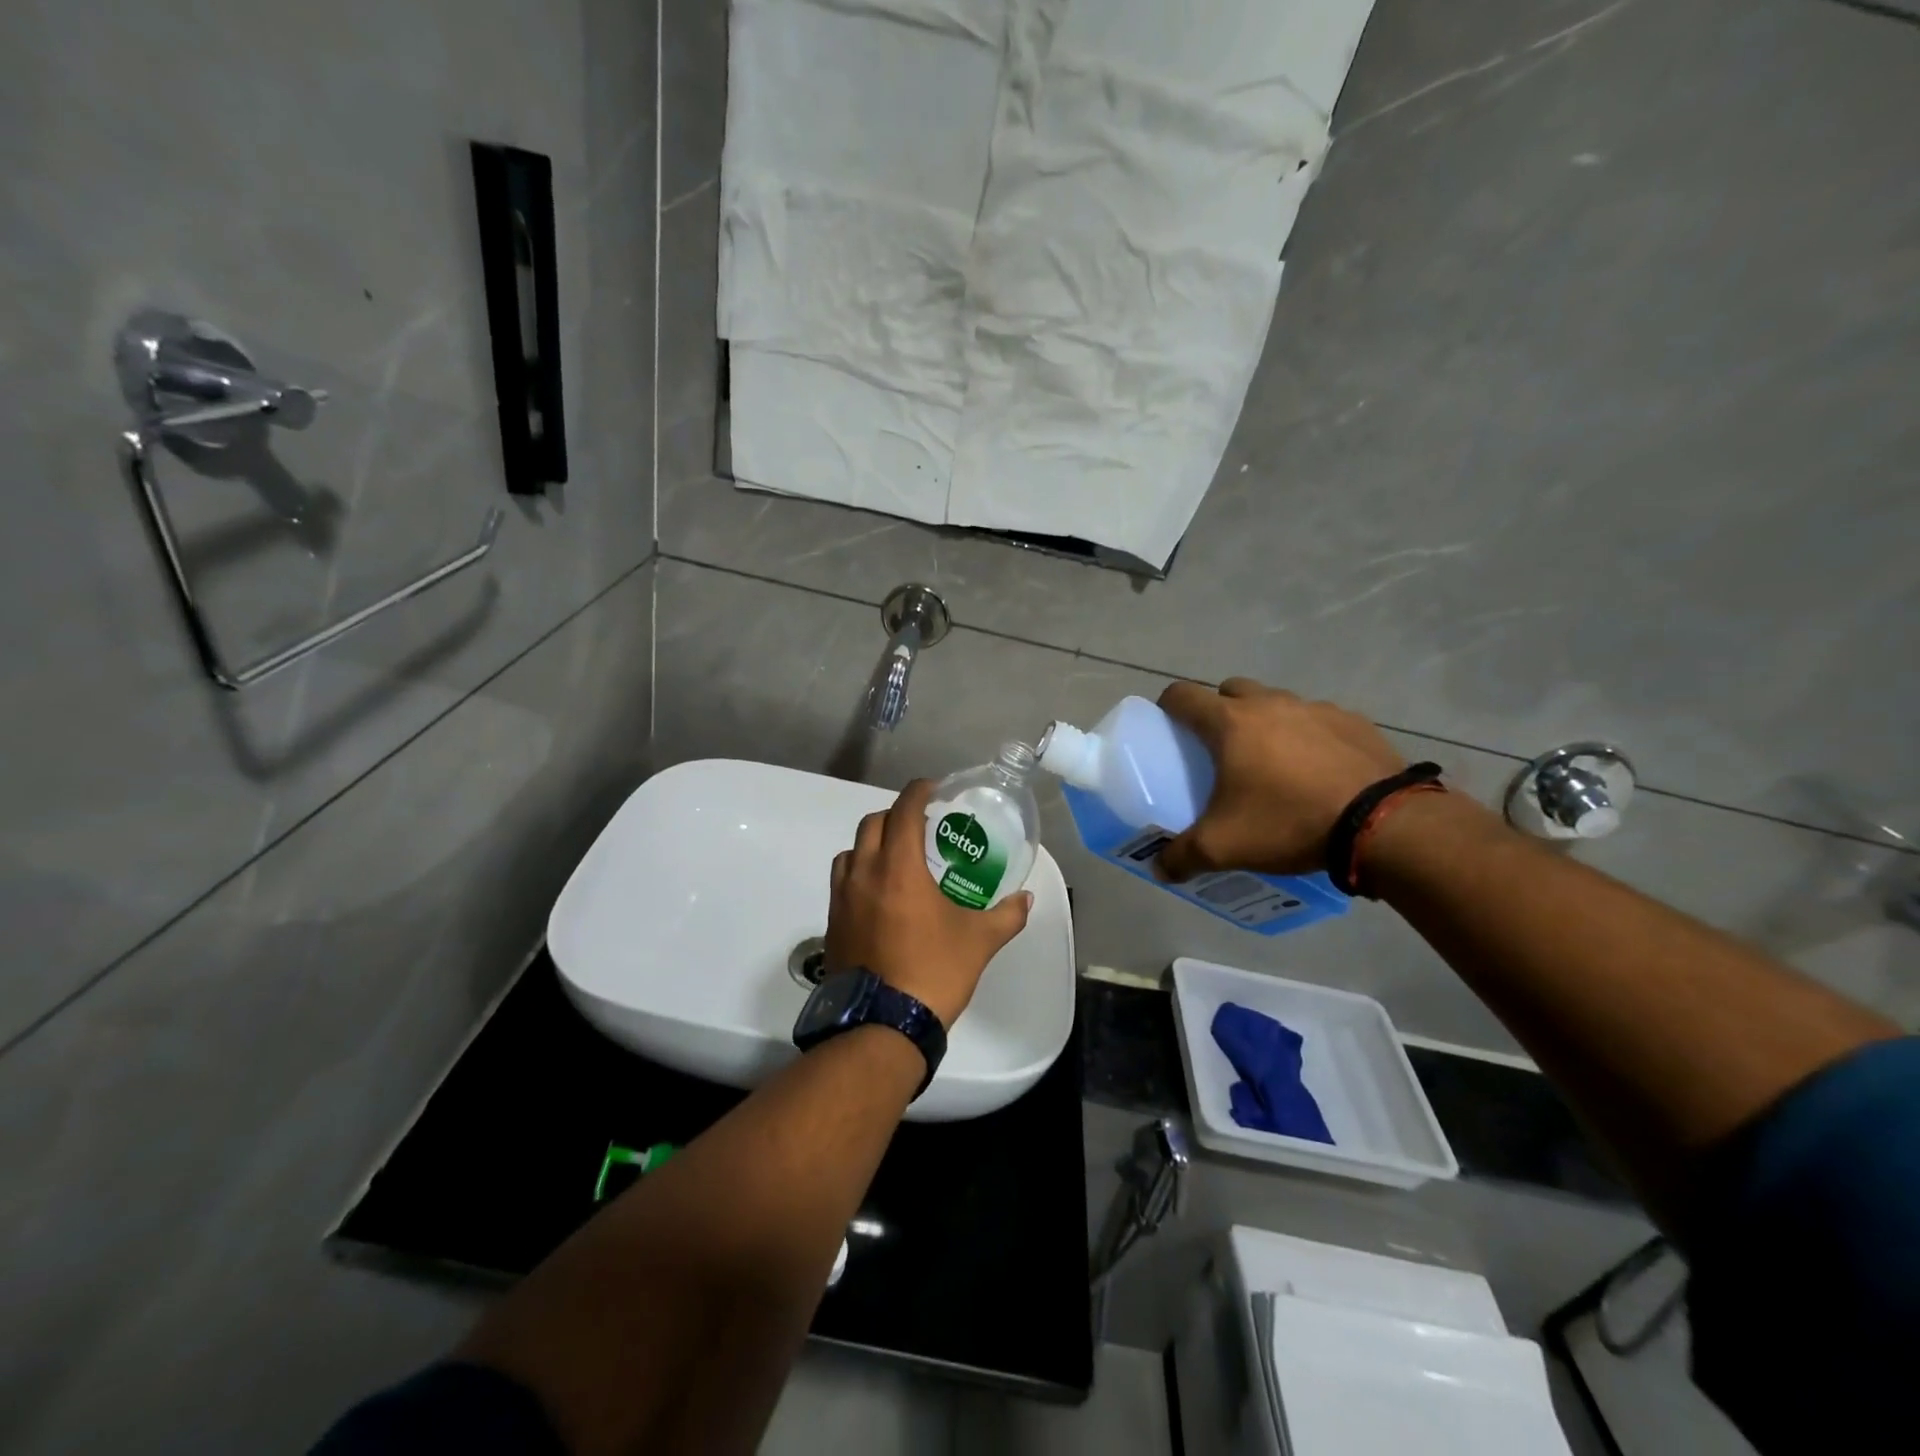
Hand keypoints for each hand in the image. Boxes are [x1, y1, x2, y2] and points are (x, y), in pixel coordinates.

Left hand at [825, 780, 1032, 1027]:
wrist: (883, 1025)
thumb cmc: (934, 972)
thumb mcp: (979, 941)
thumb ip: (1006, 915)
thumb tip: (1025, 899)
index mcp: (898, 868)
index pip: (903, 811)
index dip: (918, 792)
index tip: (934, 789)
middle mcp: (864, 874)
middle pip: (873, 823)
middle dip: (896, 815)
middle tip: (921, 826)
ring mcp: (842, 898)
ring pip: (851, 851)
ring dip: (873, 843)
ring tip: (898, 857)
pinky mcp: (833, 922)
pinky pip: (842, 880)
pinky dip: (859, 871)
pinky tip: (880, 893)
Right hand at [1156, 678, 1404, 879]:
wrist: (1383, 824)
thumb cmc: (1289, 822)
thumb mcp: (1224, 847)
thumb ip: (1183, 856)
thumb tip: (1160, 868)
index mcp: (1230, 723)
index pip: (1182, 695)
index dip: (1167, 707)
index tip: (1167, 728)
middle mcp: (1270, 704)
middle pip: (1230, 691)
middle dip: (1219, 711)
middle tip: (1220, 750)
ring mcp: (1316, 708)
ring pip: (1276, 703)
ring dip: (1265, 723)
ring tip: (1273, 764)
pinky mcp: (1354, 722)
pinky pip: (1317, 720)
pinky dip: (1308, 736)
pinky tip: (1317, 771)